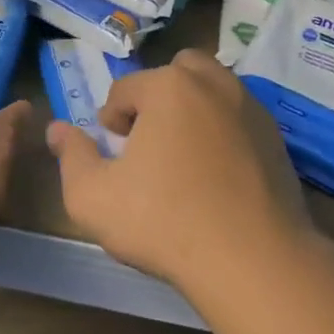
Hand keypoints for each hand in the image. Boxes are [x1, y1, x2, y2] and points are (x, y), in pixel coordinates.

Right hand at [46, 48, 313, 298]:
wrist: (254, 262)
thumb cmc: (165, 222)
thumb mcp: (93, 197)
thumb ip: (71, 156)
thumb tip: (56, 129)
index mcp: (168, 87)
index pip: (125, 89)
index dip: (111, 120)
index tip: (113, 151)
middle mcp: (213, 83)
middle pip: (176, 71)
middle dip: (157, 96)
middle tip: (149, 139)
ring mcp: (251, 108)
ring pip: (213, 89)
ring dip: (192, 108)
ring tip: (183, 153)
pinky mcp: (277, 137)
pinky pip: (239, 118)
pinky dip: (223, 130)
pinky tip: (216, 173)